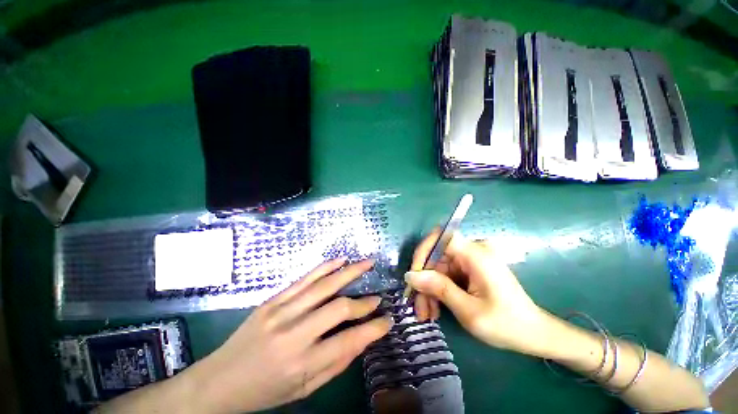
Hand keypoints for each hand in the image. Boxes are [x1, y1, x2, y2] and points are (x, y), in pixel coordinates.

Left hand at [188, 258, 392, 412]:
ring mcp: (281, 311)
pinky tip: (341, 260)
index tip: (388, 319)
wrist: (219, 381)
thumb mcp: (304, 390)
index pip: (348, 340)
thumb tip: (362, 338)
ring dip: (349, 272)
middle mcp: (293, 333)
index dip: (373, 328)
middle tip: (379, 296)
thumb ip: (336, 364)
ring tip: (367, 263)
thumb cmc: (265, 391)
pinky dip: (326, 267)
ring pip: (324, 285)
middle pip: (338, 307)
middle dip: (364, 301)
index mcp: (302, 363)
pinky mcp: (273, 299)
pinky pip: (305, 278)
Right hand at [406, 230, 548, 355]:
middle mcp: (472, 252)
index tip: (414, 275)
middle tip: (418, 306)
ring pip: (438, 267)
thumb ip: (438, 288)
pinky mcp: (470, 269)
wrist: (534, 334)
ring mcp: (471, 260)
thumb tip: (410, 275)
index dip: (423, 252)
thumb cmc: (506, 324)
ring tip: (426, 313)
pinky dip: (438, 290)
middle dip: (424, 279)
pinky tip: (436, 308)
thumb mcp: (468, 310)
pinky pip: (446, 274)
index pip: (440, 237)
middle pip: (436, 256)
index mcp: (476, 255)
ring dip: (429, 289)